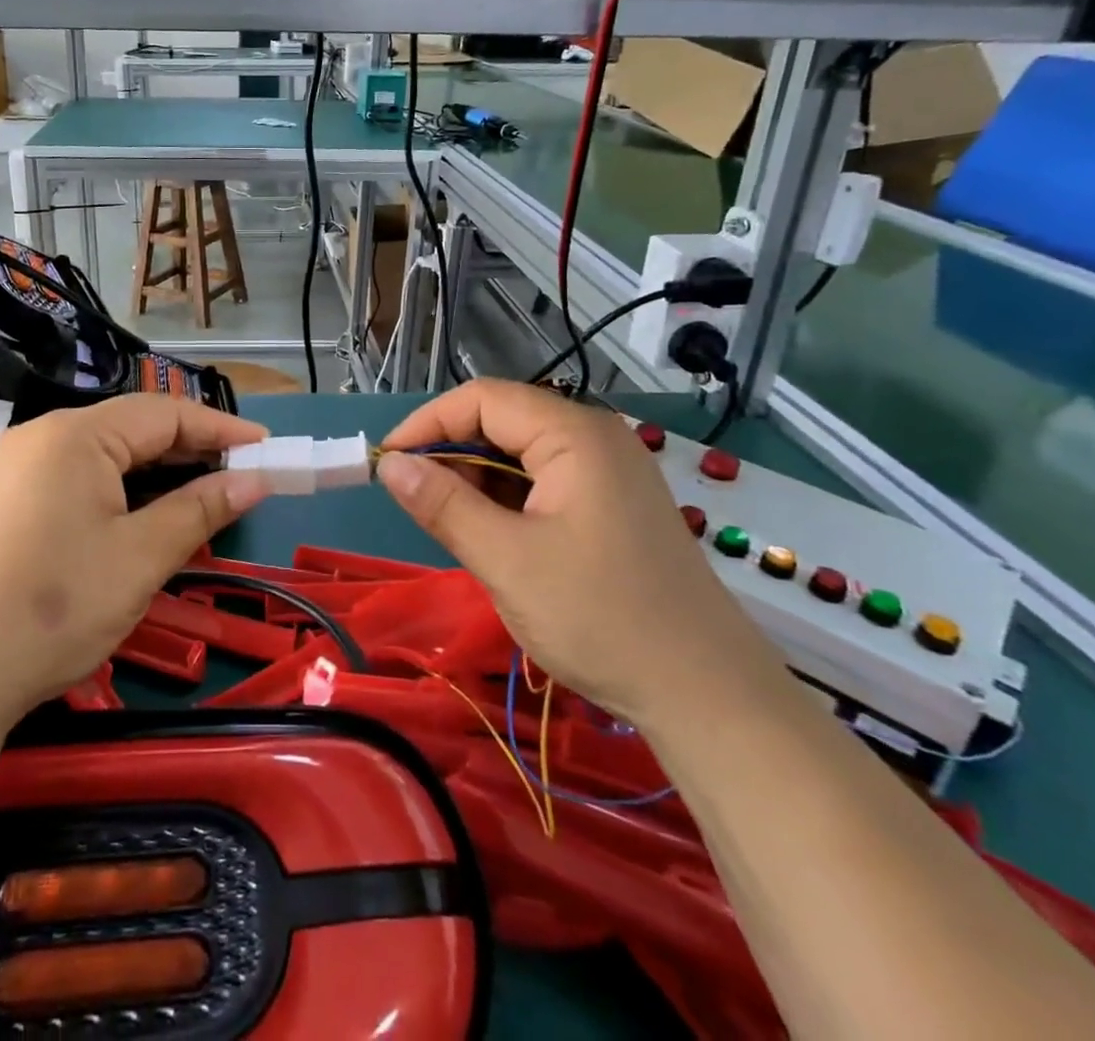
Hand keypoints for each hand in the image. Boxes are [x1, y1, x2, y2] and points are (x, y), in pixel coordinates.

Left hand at [0, 395, 272, 732]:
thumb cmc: (54, 609)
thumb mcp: (140, 558)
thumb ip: (200, 508)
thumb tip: (254, 479)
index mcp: (75, 435)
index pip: (164, 413)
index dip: (222, 428)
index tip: (268, 448)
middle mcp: (43, 437)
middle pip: (133, 429)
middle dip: (191, 451)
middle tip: (242, 477)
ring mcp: (17, 469)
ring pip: (106, 456)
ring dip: (158, 474)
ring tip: (202, 499)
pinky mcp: (6, 502)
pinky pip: (79, 479)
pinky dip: (122, 492)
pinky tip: (144, 519)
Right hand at [375, 379, 783, 731]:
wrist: (708, 696)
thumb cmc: (602, 619)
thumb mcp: (507, 560)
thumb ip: (443, 505)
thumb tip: (389, 464)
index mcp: (574, 435)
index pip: (483, 399)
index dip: (427, 423)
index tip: (386, 462)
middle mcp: (594, 439)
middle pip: (503, 421)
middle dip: (450, 453)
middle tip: (412, 498)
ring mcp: (609, 473)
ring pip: (521, 455)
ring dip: (476, 479)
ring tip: (448, 522)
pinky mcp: (612, 506)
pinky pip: (544, 483)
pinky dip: (507, 500)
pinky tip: (491, 535)